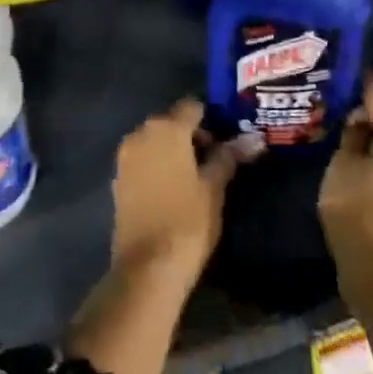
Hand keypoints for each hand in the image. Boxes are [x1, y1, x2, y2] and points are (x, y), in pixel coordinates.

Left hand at [110, 99, 236, 287]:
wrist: (147, 267)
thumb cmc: (188, 221)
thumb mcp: (214, 187)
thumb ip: (229, 157)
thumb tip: (253, 138)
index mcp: (166, 128)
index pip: (192, 106)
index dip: (212, 119)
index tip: (227, 139)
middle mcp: (140, 133)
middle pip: (171, 121)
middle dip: (192, 135)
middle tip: (216, 160)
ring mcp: (125, 156)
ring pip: (155, 141)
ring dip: (174, 150)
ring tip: (197, 177)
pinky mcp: (118, 179)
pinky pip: (143, 160)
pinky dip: (158, 165)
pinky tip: (174, 189)